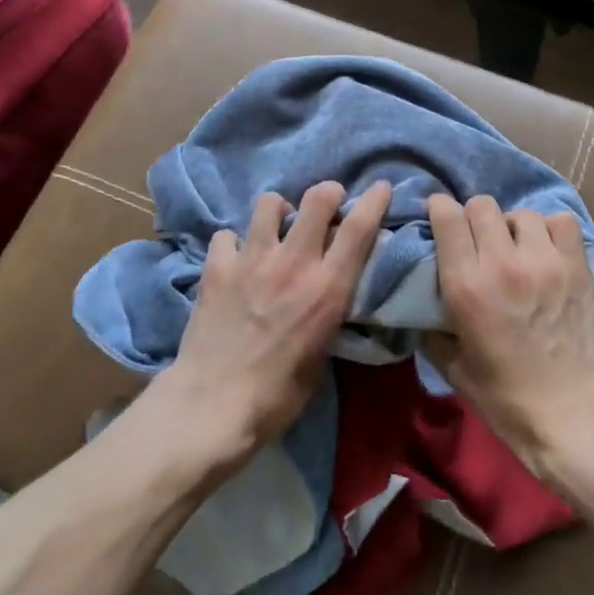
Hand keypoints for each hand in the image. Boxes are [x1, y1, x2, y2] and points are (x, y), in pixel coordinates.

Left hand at [154, 180, 391, 472]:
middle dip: (328, 193)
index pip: (359, 228)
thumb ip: (329, 311)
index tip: (381, 188)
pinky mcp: (217, 268)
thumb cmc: (278, 395)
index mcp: (327, 288)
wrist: (212, 406)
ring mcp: (252, 260)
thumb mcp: (322, 353)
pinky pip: (227, 235)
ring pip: (270, 203)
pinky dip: (234, 243)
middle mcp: (293, 263)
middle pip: (318, 199)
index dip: (374, 200)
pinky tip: (236, 259)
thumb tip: (332, 289)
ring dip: (280, 211)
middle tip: (327, 207)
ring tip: (277, 230)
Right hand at [425, 194, 593, 480]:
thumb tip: (422, 304)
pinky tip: (546, 250)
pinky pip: (561, 222)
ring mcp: (544, 261)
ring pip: (521, 213)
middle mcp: (502, 263)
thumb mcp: (453, 367)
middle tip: (477, 239)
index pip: (448, 218)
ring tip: (515, 247)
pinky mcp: (576, 266)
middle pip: (482, 206)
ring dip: (512, 226)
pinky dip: (550, 229)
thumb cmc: (506, 398)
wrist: (572, 413)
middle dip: (474, 217)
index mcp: (466, 286)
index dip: (440, 209)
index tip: (439, 216)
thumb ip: (434, 328)